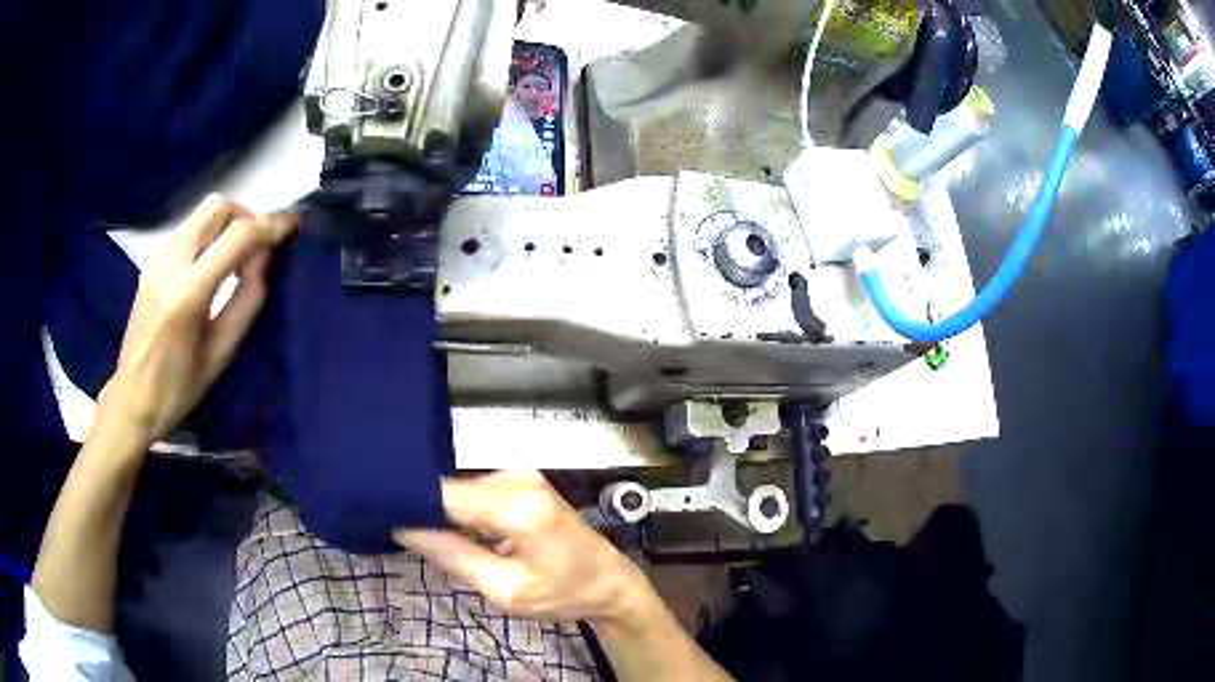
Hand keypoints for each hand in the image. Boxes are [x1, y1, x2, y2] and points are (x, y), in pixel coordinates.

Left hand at [96, 194, 296, 448]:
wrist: (132, 399)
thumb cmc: (178, 389)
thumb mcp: (221, 353)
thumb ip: (246, 301)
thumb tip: (264, 259)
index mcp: (187, 295)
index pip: (236, 237)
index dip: (269, 226)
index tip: (292, 226)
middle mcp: (169, 265)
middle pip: (216, 208)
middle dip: (246, 216)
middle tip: (259, 246)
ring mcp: (157, 260)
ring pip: (202, 215)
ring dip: (227, 226)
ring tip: (238, 261)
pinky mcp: (152, 263)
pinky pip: (189, 231)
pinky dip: (210, 236)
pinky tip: (213, 268)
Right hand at [395, 470, 657, 624]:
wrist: (610, 582)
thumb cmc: (564, 593)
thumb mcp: (506, 589)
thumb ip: (454, 557)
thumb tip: (403, 528)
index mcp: (519, 507)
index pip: (445, 495)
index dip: (411, 502)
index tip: (380, 513)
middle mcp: (520, 478)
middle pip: (452, 488)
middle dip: (425, 509)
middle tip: (400, 532)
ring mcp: (523, 475)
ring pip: (462, 489)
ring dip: (444, 511)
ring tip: (427, 535)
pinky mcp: (523, 479)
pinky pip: (477, 491)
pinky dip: (463, 510)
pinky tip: (458, 531)